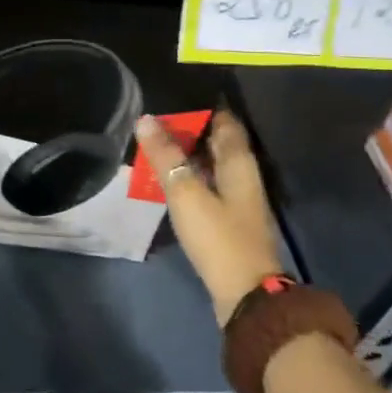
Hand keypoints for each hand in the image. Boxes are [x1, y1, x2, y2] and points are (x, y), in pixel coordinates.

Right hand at [136, 110, 283, 326]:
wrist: (245, 295)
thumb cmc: (218, 237)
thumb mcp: (186, 192)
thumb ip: (165, 156)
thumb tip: (146, 119)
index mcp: (239, 163)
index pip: (225, 122)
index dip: (204, 108)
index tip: (175, 97)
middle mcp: (243, 177)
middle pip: (218, 144)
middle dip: (192, 130)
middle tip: (157, 120)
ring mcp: (238, 202)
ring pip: (212, 167)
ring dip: (188, 156)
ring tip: (156, 146)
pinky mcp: (228, 223)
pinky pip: (207, 188)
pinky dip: (190, 179)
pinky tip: (169, 183)